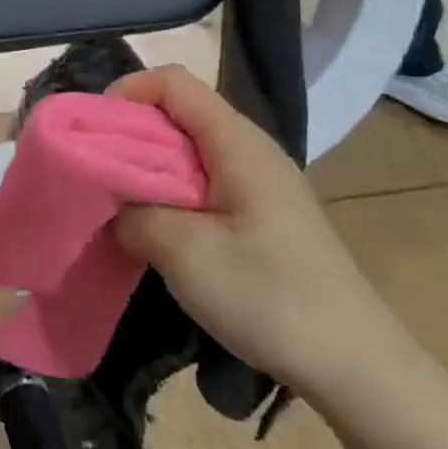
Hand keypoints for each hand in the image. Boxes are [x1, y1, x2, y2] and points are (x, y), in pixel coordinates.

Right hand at [108, 68, 409, 401]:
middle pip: (177, 113)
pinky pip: (200, 183)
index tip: (92, 133)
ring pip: (186, 151)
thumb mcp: (184, 252)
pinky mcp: (259, 216)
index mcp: (237, 143)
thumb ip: (133, 214)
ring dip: (144, 168)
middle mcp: (249, 150)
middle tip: (92, 171)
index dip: (127, 93)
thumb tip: (113, 206)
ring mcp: (258, 184)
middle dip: (127, 133)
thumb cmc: (270, 297)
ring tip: (114, 202)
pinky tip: (152, 229)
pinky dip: (166, 194)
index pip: (173, 82)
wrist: (355, 366)